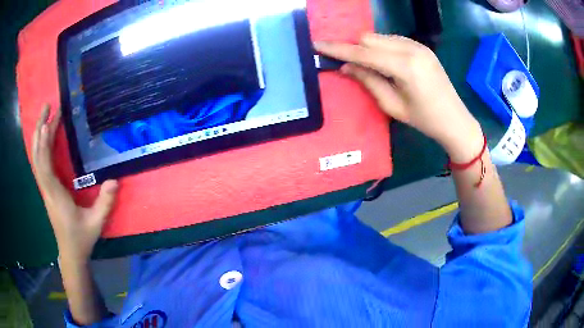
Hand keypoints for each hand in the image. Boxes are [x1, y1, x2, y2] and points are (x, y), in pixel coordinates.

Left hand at [32, 104, 117, 263]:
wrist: (71, 253)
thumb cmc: (81, 238)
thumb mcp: (96, 223)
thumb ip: (105, 203)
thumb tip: (115, 180)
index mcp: (55, 195)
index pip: (45, 165)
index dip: (45, 142)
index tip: (49, 120)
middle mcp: (47, 188)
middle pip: (37, 156)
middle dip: (39, 130)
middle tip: (47, 106)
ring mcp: (45, 189)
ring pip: (37, 159)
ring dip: (39, 136)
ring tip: (45, 115)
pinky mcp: (47, 189)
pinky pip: (40, 164)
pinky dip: (41, 147)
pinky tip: (45, 137)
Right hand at [314, 33, 483, 161]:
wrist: (455, 119)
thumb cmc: (424, 120)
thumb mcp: (393, 106)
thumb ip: (368, 81)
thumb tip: (345, 66)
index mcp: (405, 67)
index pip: (364, 52)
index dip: (339, 49)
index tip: (318, 45)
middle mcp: (411, 49)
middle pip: (370, 39)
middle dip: (353, 48)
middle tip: (344, 62)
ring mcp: (418, 45)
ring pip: (380, 37)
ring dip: (367, 47)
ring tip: (366, 65)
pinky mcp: (422, 46)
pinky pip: (392, 40)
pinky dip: (381, 47)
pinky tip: (384, 62)